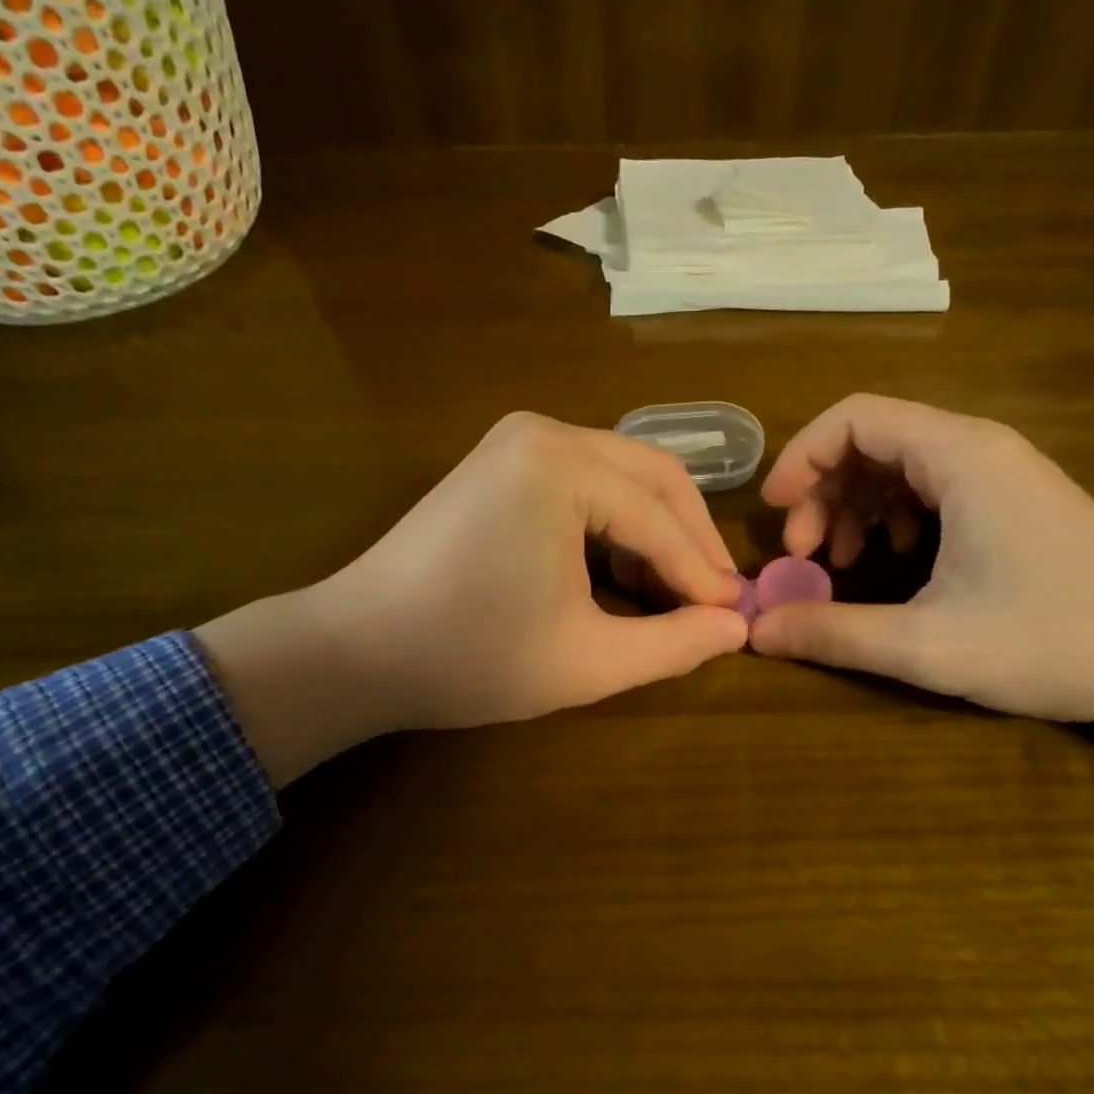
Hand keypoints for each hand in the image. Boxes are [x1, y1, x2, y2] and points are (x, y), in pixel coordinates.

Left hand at [197, 413, 745, 784]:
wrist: (356, 649)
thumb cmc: (469, 657)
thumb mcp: (586, 662)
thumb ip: (673, 644)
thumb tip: (737, 628)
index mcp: (560, 467)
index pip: (659, 519)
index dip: (702, 574)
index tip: (735, 617)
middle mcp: (544, 431)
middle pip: (654, 476)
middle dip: (690, 539)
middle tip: (716, 599)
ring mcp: (519, 438)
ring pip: (624, 474)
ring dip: (657, 529)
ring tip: (671, 591)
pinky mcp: (504, 457)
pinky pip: (588, 478)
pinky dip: (617, 520)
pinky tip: (620, 570)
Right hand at [751, 395, 1093, 809]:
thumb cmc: (1059, 642)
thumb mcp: (931, 646)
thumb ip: (835, 634)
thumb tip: (757, 631)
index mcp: (960, 456)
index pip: (855, 416)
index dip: (801, 456)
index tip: (773, 512)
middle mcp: (979, 448)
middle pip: (872, 439)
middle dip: (822, 491)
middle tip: (804, 555)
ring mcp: (1001, 474)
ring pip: (899, 465)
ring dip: (854, 507)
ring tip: (839, 564)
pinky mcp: (1013, 501)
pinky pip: (931, 489)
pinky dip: (893, 518)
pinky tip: (893, 563)